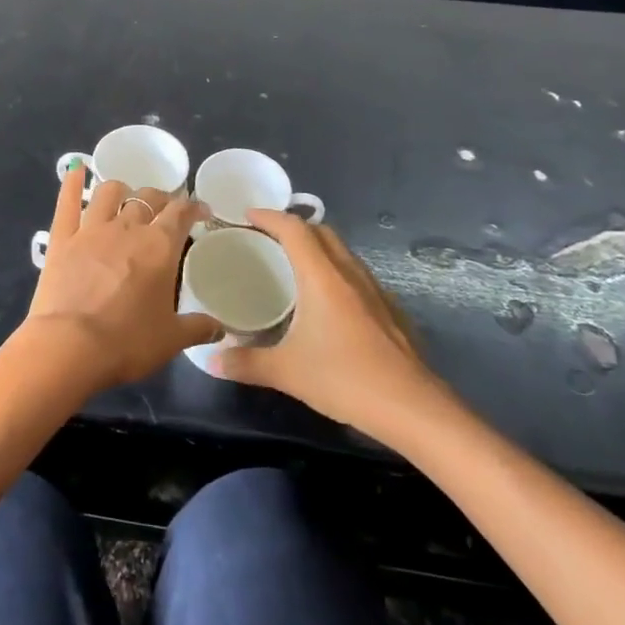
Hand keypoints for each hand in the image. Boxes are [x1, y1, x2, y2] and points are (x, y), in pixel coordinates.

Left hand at [25, 165, 220, 389]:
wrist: (70, 346)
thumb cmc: (127, 342)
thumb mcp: (171, 339)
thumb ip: (198, 327)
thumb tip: (221, 327)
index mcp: (160, 246)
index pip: (181, 212)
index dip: (193, 207)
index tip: (201, 211)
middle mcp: (127, 228)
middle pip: (147, 198)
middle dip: (159, 199)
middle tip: (163, 210)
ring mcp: (91, 229)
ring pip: (109, 192)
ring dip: (121, 190)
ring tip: (125, 198)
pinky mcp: (61, 238)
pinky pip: (67, 201)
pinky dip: (71, 182)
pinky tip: (75, 168)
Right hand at [208, 210, 456, 435]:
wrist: (413, 408)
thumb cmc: (345, 379)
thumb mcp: (287, 372)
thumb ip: (246, 363)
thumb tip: (212, 361)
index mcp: (323, 278)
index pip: (295, 229)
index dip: (269, 216)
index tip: (246, 215)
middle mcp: (350, 274)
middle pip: (322, 232)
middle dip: (293, 227)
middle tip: (266, 238)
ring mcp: (375, 291)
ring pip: (342, 252)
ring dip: (317, 247)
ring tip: (293, 265)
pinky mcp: (390, 310)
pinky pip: (356, 274)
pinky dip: (335, 271)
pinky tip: (326, 301)